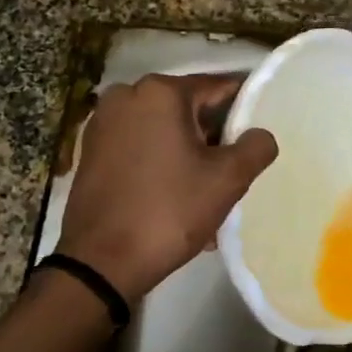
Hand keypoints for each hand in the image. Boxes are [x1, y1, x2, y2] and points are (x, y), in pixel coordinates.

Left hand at [57, 74, 277, 300]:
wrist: (100, 263)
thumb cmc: (168, 212)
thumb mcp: (227, 180)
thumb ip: (256, 147)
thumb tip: (261, 133)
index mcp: (160, 92)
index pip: (218, 88)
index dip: (244, 109)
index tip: (259, 133)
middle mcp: (127, 95)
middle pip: (188, 109)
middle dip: (212, 138)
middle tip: (233, 172)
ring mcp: (103, 123)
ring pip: (164, 131)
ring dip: (187, 155)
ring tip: (205, 194)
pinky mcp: (91, 150)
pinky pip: (140, 147)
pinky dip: (160, 165)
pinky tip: (174, 198)